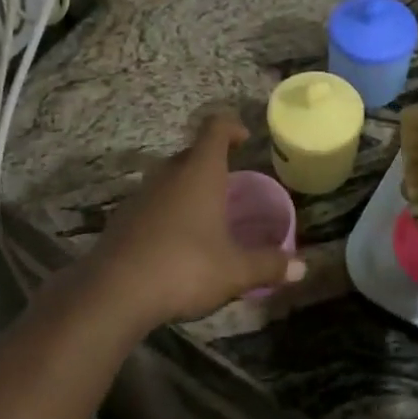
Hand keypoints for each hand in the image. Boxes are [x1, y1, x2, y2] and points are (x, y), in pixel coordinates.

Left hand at [85, 115, 306, 329]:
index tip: (244, 139)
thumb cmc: (185, 267)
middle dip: (212, 163)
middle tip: (230, 185)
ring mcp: (141, 194)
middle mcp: (168, 173)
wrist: (115, 291)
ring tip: (206, 216)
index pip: (215, 128)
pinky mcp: (123, 217)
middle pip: (192, 152)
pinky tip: (175, 241)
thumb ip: (268, 265)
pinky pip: (152, 202)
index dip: (231, 126)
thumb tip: (302, 268)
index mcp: (199, 172)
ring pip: (169, 178)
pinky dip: (167, 211)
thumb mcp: (235, 271)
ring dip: (187, 188)